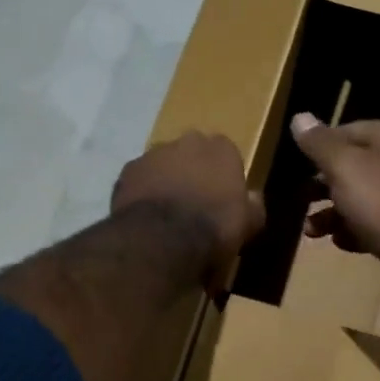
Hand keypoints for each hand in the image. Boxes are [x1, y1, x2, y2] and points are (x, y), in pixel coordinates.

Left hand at [112, 132, 265, 286]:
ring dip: (164, 179)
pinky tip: (144, 215)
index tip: (221, 197)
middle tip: (193, 201)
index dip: (222, 175)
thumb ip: (253, 205)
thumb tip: (252, 198)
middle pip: (191, 153)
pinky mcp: (127, 171)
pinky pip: (138, 179)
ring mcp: (152, 153)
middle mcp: (186, 141)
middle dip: (192, 171)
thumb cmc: (214, 228)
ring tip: (165, 211)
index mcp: (221, 148)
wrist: (162, 239)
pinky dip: (141, 192)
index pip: (225, 153)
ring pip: (162, 164)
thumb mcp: (248, 223)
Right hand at [290, 115, 379, 270]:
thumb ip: (319, 143)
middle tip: (302, 200)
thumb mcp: (343, 167)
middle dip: (324, 186)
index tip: (300, 165)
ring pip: (365, 198)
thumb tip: (300, 117)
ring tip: (312, 231)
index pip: (350, 130)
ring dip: (334, 213)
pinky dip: (358, 230)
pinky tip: (343, 242)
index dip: (322, 145)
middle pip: (357, 166)